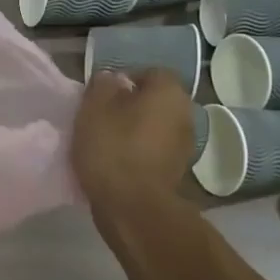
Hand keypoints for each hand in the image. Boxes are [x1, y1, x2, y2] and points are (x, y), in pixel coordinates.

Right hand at [71, 68, 196, 212]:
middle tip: (102, 116)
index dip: (125, 79)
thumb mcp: (94, 108)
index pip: (151, 72)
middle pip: (155, 100)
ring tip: (107, 141)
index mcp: (169, 92)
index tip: (103, 95)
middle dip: (131, 105)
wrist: (133, 207)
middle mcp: (185, 114)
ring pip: (156, 126)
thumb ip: (102, 86)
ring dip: (136, 130)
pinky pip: (155, 150)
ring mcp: (185, 145)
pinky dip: (139, 152)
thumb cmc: (113, 149)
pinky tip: (117, 162)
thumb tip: (113, 80)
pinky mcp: (177, 171)